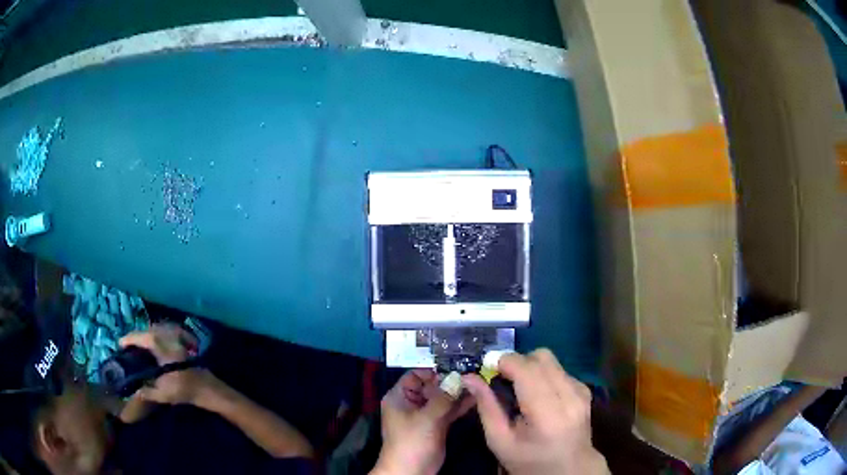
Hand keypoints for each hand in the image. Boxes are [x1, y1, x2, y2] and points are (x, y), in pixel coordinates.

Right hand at [119, 324, 208, 404]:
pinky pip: (165, 332)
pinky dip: (157, 335)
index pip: (138, 336)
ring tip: (140, 347)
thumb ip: (146, 392)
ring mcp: (175, 335)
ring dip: (146, 336)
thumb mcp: (162, 393)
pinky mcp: (182, 339)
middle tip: (129, 347)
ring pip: (155, 330)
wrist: (207, 387)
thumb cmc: (184, 389)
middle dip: (136, 338)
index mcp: (158, 344)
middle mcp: (165, 334)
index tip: (119, 345)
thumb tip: (135, 392)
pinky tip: (156, 346)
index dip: (127, 340)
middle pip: (146, 331)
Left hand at [372, 369, 474, 474]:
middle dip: (451, 380)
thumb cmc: (412, 441)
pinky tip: (477, 397)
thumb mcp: (426, 418)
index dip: (435, 370)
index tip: (457, 366)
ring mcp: (425, 414)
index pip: (416, 375)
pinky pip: (449, 410)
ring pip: (443, 398)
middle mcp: (412, 403)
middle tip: (474, 372)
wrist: (411, 470)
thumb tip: (458, 377)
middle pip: (432, 386)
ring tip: (479, 382)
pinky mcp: (437, 425)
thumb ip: (443, 397)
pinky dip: (461, 405)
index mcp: (400, 397)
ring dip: (458, 392)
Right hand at [462, 349, 608, 474]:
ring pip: (550, 359)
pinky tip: (538, 395)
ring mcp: (580, 390)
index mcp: (547, 414)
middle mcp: (569, 396)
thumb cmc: (529, 461)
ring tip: (520, 390)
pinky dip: (543, 375)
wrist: (569, 469)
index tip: (487, 371)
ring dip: (529, 367)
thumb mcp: (499, 441)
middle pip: (540, 357)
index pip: (526, 369)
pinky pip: (558, 369)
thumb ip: (486, 407)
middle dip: (516, 363)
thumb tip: (469, 377)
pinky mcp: (584, 389)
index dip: (504, 362)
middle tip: (502, 381)